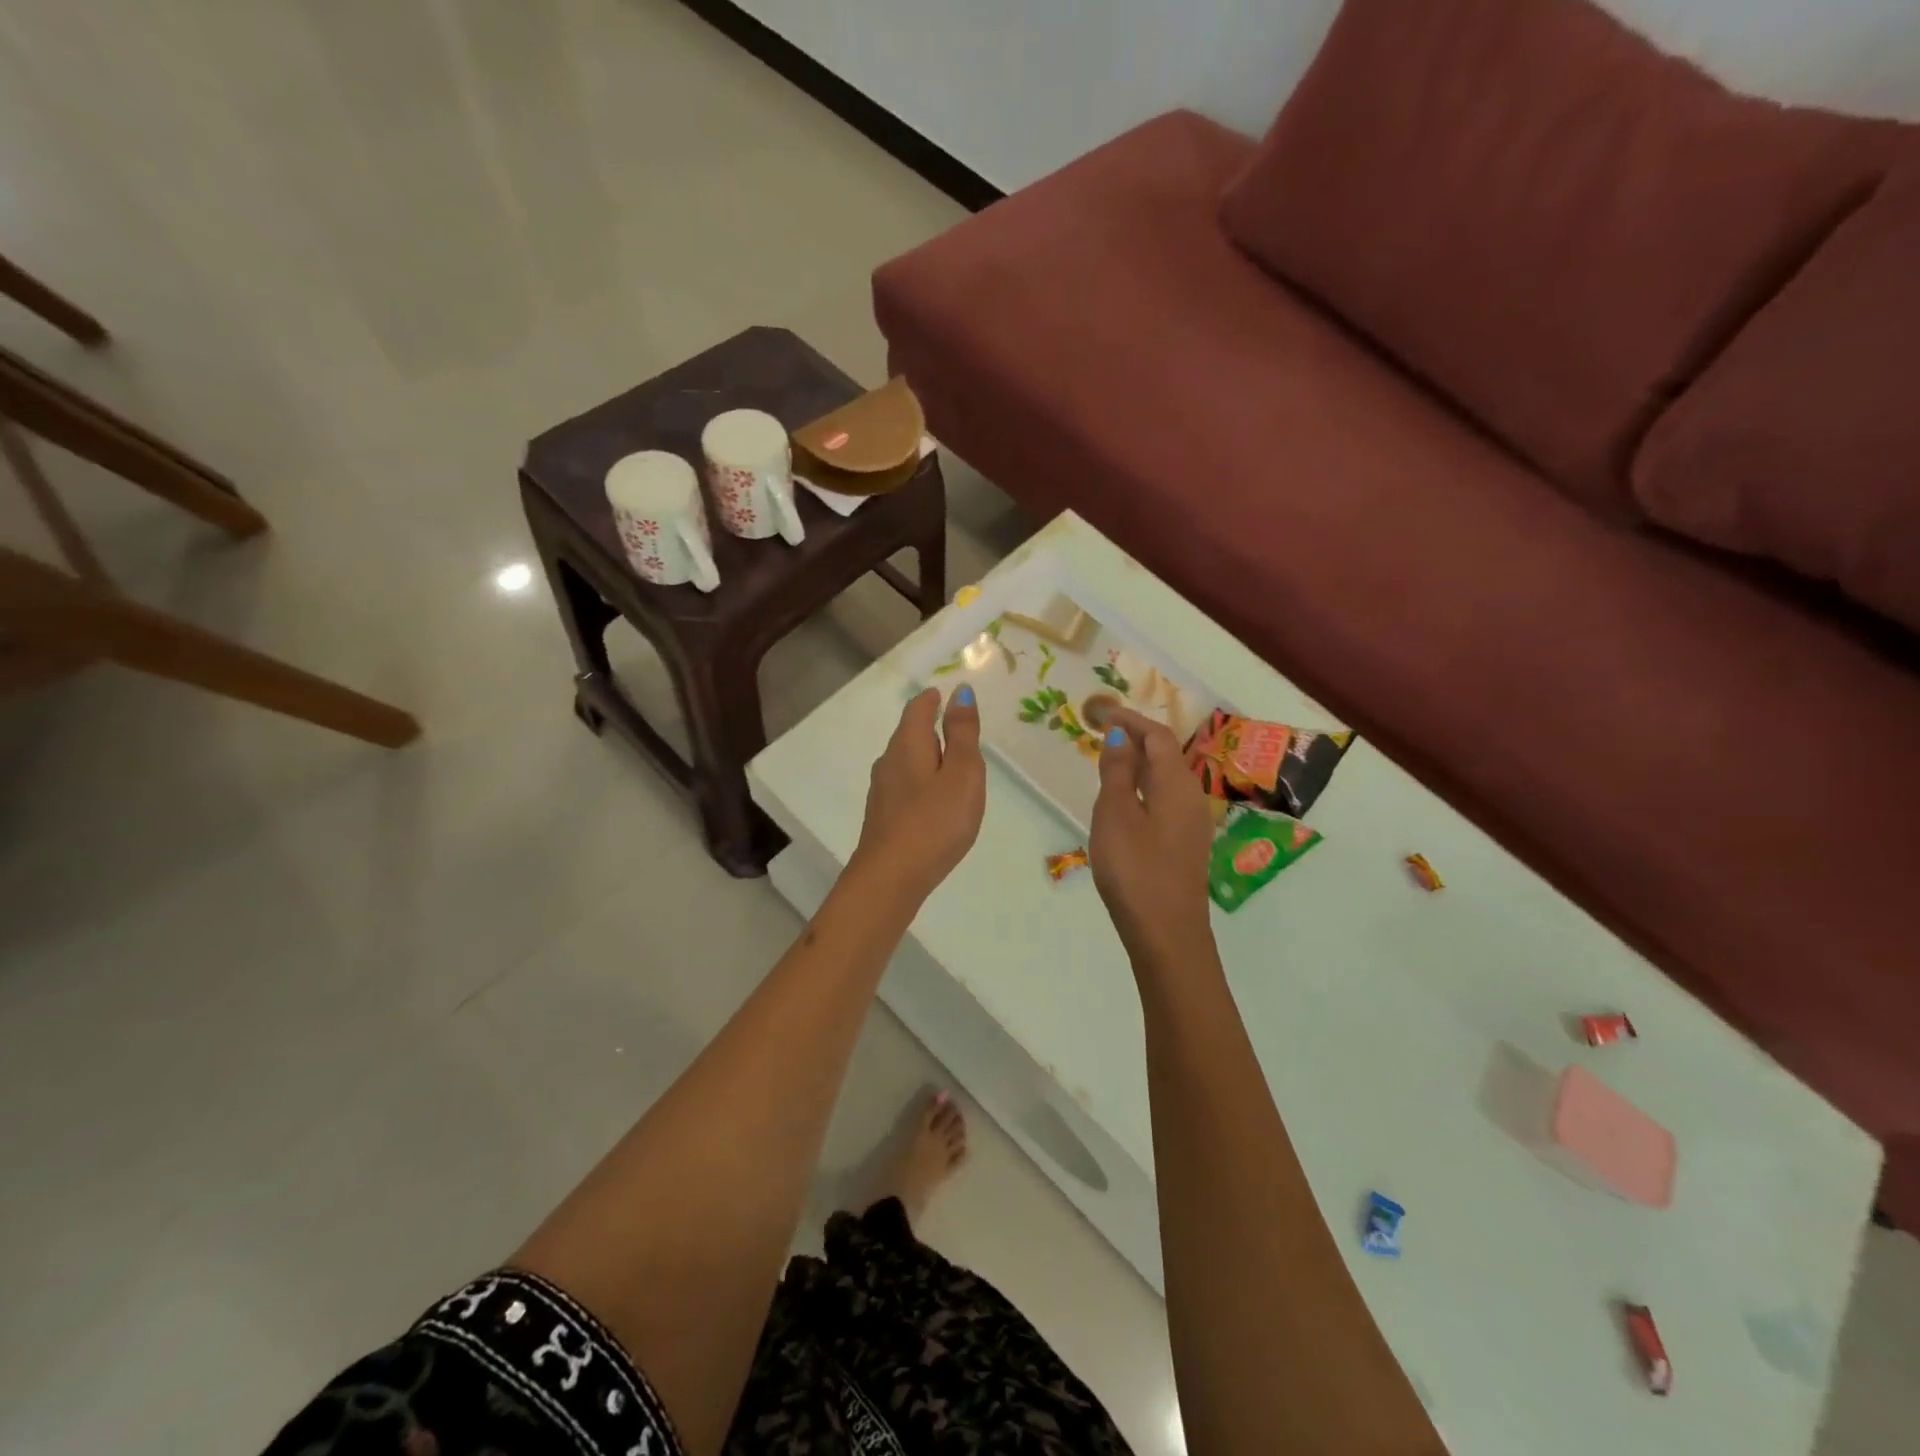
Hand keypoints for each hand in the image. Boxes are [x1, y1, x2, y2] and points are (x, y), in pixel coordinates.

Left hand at [850, 687, 985, 903]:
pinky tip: (932, 804)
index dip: (932, 699)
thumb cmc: (935, 821)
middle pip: (909, 735)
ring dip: (926, 759)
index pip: (917, 709)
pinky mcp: (882, 817)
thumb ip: (963, 733)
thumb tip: (960, 692)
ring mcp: (881, 791)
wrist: (891, 877)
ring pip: (905, 763)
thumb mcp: (962, 773)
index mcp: (908, 744)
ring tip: (950, 769)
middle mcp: (888, 762)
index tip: (944, 695)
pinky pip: (904, 788)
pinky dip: (920, 784)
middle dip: (930, 729)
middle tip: (957, 732)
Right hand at [1091, 707, 1215, 965]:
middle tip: (1100, 733)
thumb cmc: (1136, 870)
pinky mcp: (1183, 845)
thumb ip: (1117, 773)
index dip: (1130, 720)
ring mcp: (1190, 824)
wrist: (1167, 934)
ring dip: (1138, 763)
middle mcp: (1190, 797)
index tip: (1100, 712)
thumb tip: (1119, 737)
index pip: (1157, 736)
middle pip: (1165, 754)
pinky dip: (1142, 787)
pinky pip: (1163, 800)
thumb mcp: (1116, 815)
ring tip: (1106, 762)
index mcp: (1176, 784)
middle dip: (1135, 738)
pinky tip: (1122, 802)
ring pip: (1164, 779)